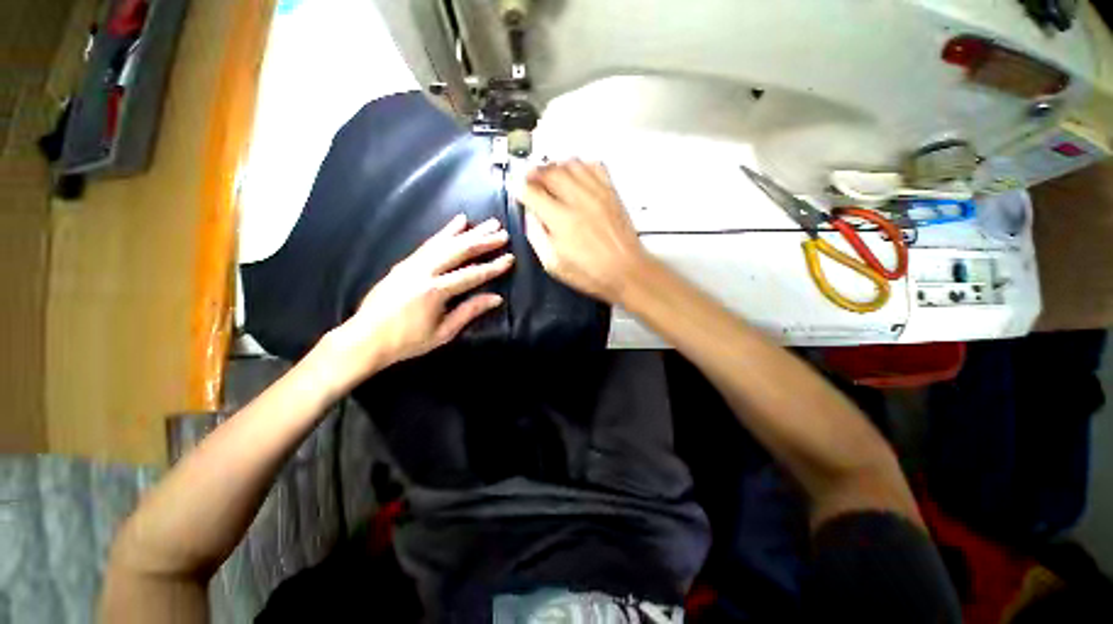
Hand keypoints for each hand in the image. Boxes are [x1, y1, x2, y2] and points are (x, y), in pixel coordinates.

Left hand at [321, 215, 513, 390]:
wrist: (365, 339)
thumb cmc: (407, 341)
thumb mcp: (443, 332)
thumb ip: (470, 311)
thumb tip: (496, 298)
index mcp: (435, 291)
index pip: (471, 274)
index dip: (493, 267)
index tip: (510, 258)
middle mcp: (424, 271)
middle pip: (459, 251)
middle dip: (483, 241)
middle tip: (502, 232)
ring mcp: (412, 264)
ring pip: (445, 242)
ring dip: (469, 232)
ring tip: (487, 223)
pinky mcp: (405, 262)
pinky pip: (429, 243)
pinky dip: (445, 232)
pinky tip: (457, 222)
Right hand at [519, 160, 647, 303]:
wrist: (627, 271)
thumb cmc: (591, 273)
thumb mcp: (554, 264)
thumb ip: (536, 236)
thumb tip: (529, 215)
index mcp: (560, 219)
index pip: (531, 190)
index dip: (519, 189)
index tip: (518, 191)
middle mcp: (577, 200)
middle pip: (549, 171)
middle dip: (534, 173)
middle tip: (530, 181)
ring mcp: (596, 192)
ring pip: (570, 163)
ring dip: (555, 167)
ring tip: (550, 177)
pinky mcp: (611, 192)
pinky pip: (594, 165)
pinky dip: (581, 166)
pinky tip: (576, 176)